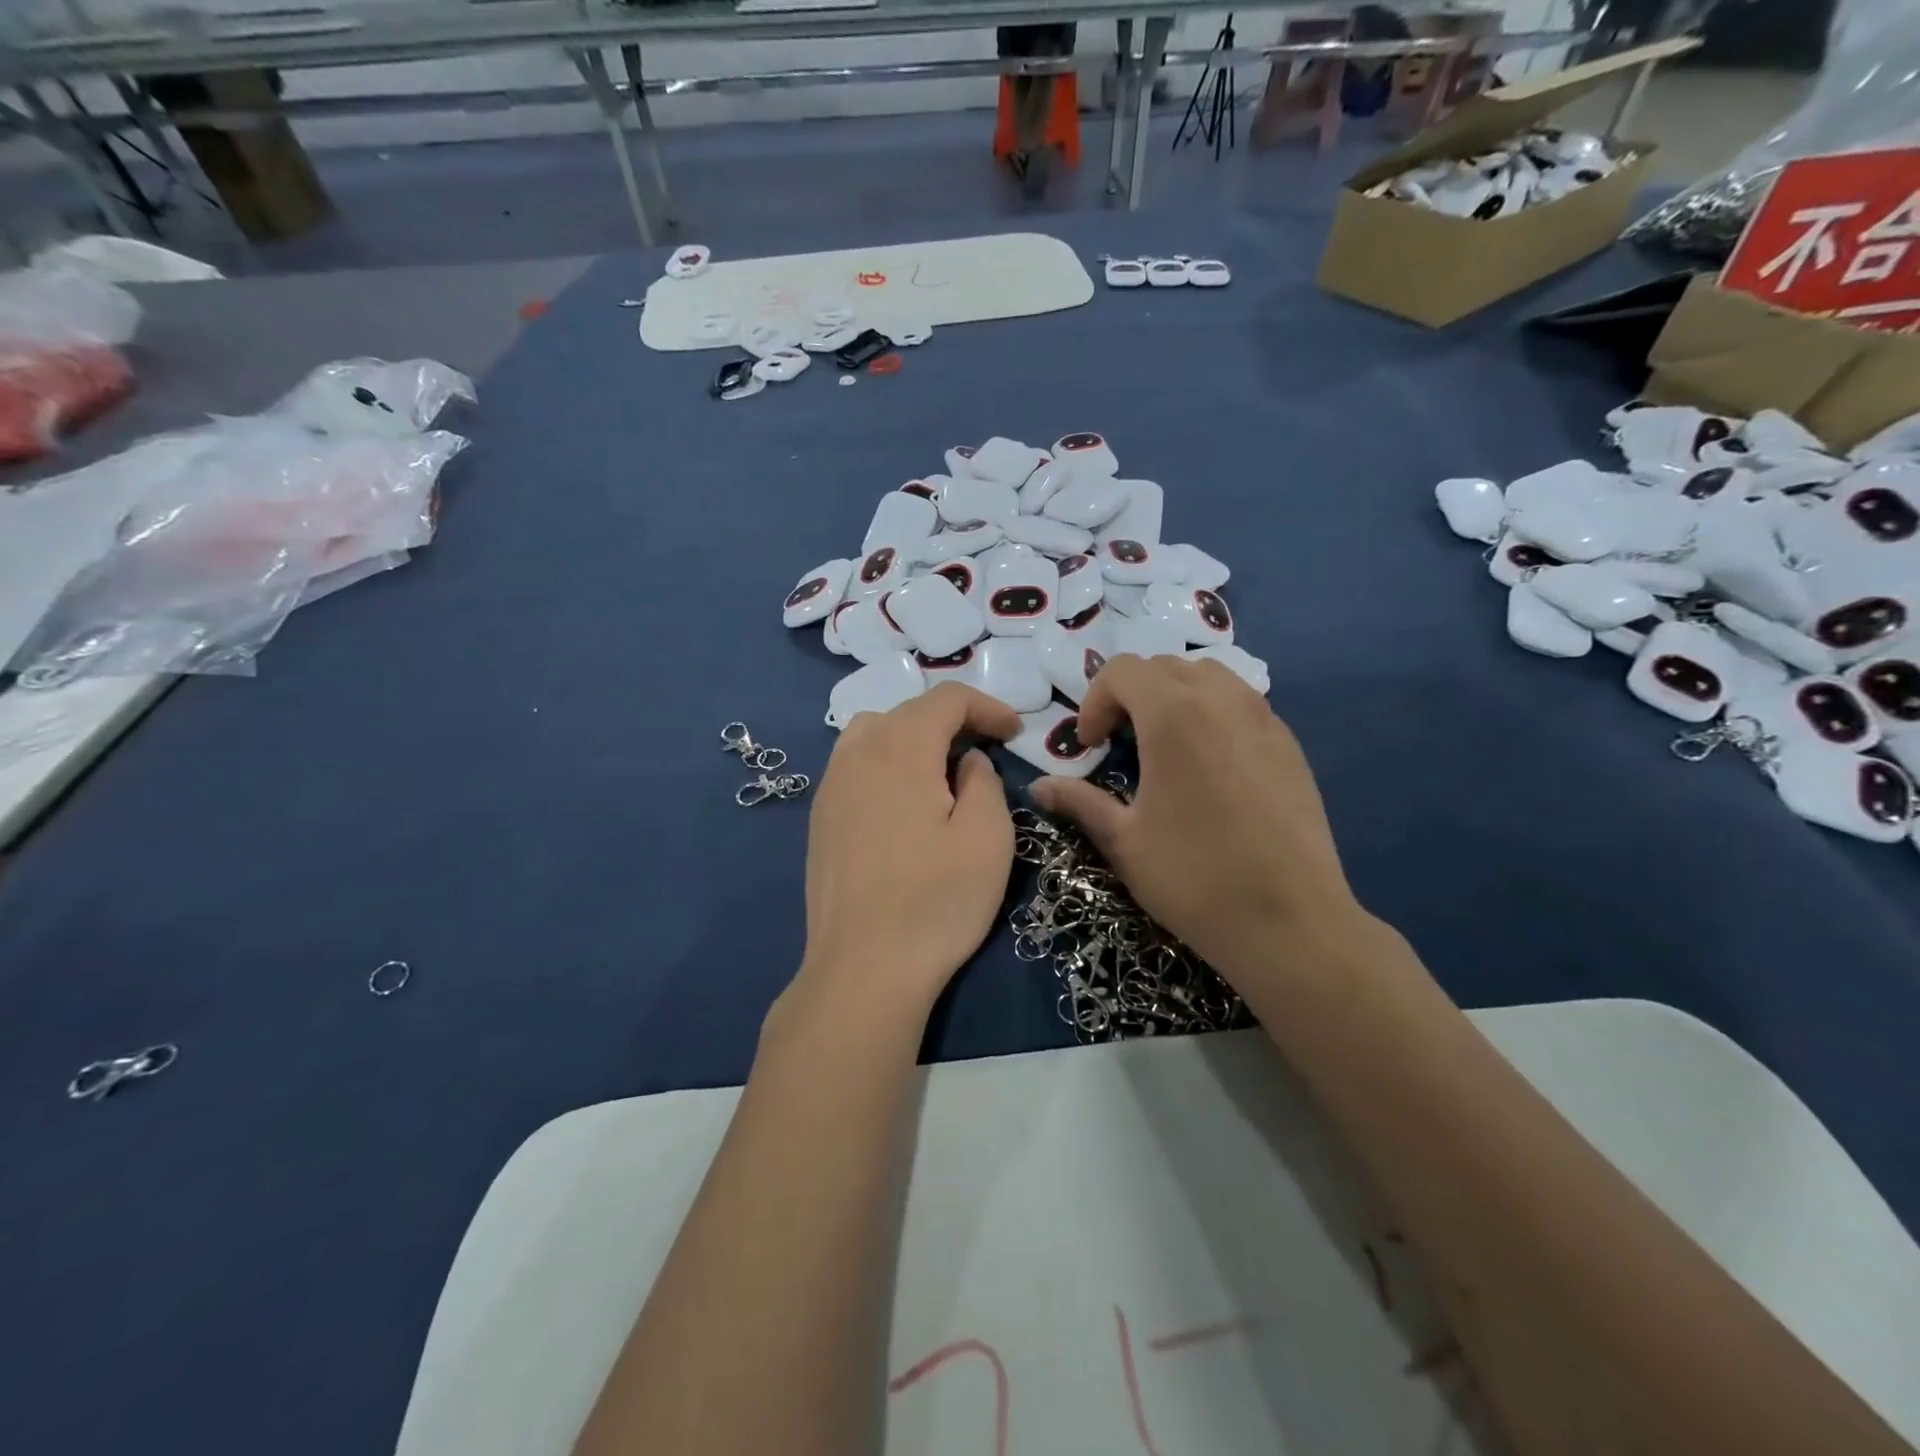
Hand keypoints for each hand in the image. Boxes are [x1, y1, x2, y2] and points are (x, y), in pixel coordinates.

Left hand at [791, 683, 1020, 1023]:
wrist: (864, 968)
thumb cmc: (936, 901)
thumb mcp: (988, 837)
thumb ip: (984, 780)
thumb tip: (967, 760)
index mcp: (901, 748)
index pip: (946, 698)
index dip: (987, 706)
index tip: (1014, 734)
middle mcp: (858, 753)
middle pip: (908, 710)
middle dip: (952, 721)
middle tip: (985, 753)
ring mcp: (831, 785)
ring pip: (873, 733)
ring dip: (913, 738)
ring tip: (940, 772)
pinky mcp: (820, 817)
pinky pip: (854, 764)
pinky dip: (884, 763)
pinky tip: (901, 802)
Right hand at [1031, 655, 1365, 984]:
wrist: (1290, 921)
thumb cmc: (1194, 877)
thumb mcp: (1123, 841)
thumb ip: (1078, 802)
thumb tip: (1038, 788)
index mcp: (1174, 714)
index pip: (1123, 670)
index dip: (1094, 701)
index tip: (1090, 745)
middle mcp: (1222, 700)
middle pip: (1165, 666)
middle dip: (1131, 694)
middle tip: (1119, 742)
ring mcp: (1264, 718)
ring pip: (1209, 676)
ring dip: (1174, 696)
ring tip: (1164, 744)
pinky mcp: (1290, 744)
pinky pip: (1242, 703)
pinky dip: (1212, 713)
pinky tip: (1209, 765)